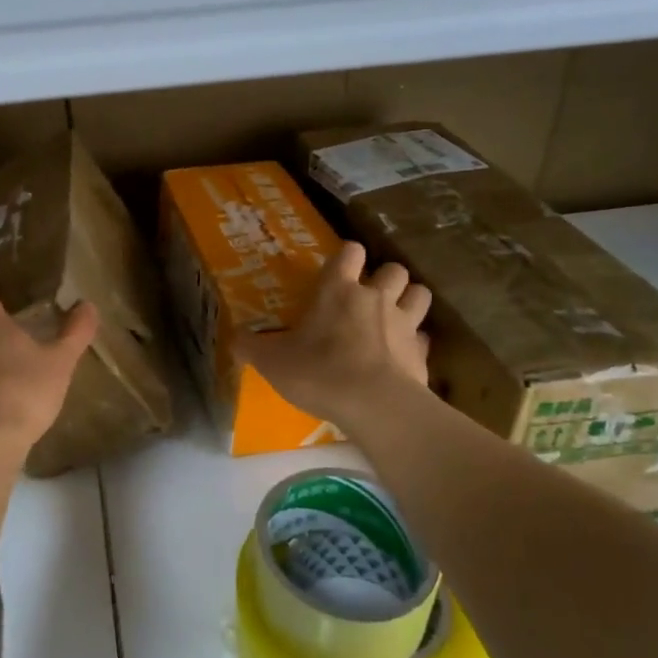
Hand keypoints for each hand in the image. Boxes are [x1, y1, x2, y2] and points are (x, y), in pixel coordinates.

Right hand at [236, 241, 431, 430]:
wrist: (375, 405)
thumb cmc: (319, 373)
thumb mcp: (272, 362)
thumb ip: (251, 347)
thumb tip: (233, 339)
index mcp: (338, 290)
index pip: (349, 252)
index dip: (346, 256)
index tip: (339, 268)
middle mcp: (375, 298)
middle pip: (394, 269)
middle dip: (385, 277)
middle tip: (369, 295)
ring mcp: (404, 323)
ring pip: (419, 293)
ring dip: (409, 299)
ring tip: (394, 315)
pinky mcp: (422, 352)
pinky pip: (424, 337)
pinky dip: (416, 341)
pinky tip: (403, 353)